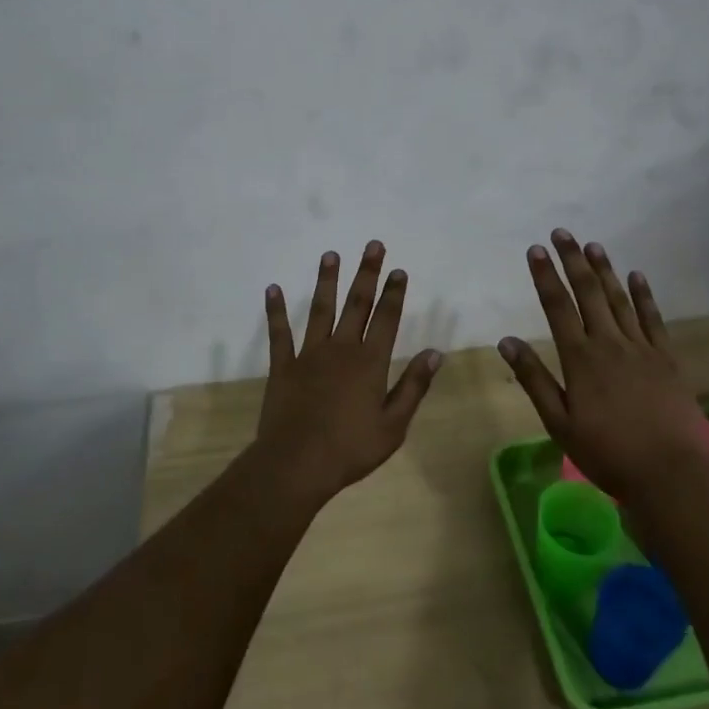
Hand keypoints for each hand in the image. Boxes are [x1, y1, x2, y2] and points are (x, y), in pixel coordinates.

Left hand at [252, 240, 443, 507]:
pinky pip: (280, 333)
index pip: (386, 319)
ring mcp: (309, 354)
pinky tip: (273, 289)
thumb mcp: (394, 424)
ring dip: (326, 281)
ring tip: (330, 254)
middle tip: (372, 245)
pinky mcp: (283, 366)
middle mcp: (341, 349)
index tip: (398, 270)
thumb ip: (413, 386)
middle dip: (366, 273)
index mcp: (369, 362)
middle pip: (356, 304)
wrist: (297, 463)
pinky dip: (276, 310)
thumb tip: (434, 353)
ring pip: (320, 309)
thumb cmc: (351, 449)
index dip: (393, 293)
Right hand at [499, 229, 708, 501]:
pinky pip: (653, 319)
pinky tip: (636, 276)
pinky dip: (644, 296)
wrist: (670, 473)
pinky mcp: (666, 359)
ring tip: (593, 246)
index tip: (535, 250)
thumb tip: (507, 342)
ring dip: (605, 270)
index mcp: (580, 359)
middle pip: (589, 293)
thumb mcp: (559, 423)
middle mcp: (609, 343)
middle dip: (573, 261)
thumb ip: (534, 379)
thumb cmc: (607, 452)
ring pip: (619, 299)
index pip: (558, 307)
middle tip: (562, 233)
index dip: (545, 276)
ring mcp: (641, 348)